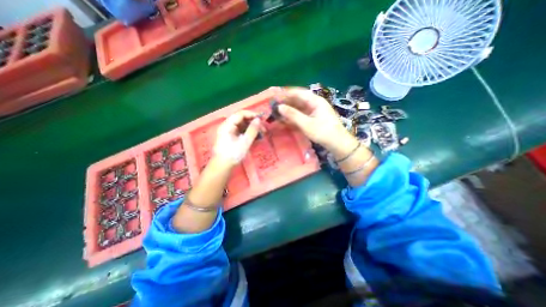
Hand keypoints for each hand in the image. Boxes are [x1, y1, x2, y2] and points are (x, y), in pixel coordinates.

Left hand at [214, 110, 261, 166]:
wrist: (222, 166)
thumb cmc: (233, 154)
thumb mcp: (245, 142)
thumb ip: (252, 130)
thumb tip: (258, 120)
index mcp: (228, 125)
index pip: (240, 114)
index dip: (251, 114)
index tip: (262, 119)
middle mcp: (227, 126)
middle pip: (242, 119)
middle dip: (253, 122)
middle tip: (263, 128)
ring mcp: (229, 132)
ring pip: (242, 125)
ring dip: (252, 128)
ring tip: (261, 133)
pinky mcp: (231, 137)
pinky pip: (241, 131)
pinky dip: (248, 133)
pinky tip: (255, 137)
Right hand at [275, 87, 356, 154]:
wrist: (338, 144)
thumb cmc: (323, 132)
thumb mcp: (307, 124)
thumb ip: (293, 115)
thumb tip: (279, 107)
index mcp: (315, 101)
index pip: (298, 93)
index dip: (286, 94)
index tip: (274, 97)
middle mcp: (315, 103)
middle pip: (298, 99)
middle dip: (286, 102)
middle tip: (274, 105)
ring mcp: (315, 111)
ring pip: (299, 107)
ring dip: (289, 109)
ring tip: (277, 112)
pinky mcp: (314, 118)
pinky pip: (302, 114)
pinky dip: (294, 116)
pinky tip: (286, 119)